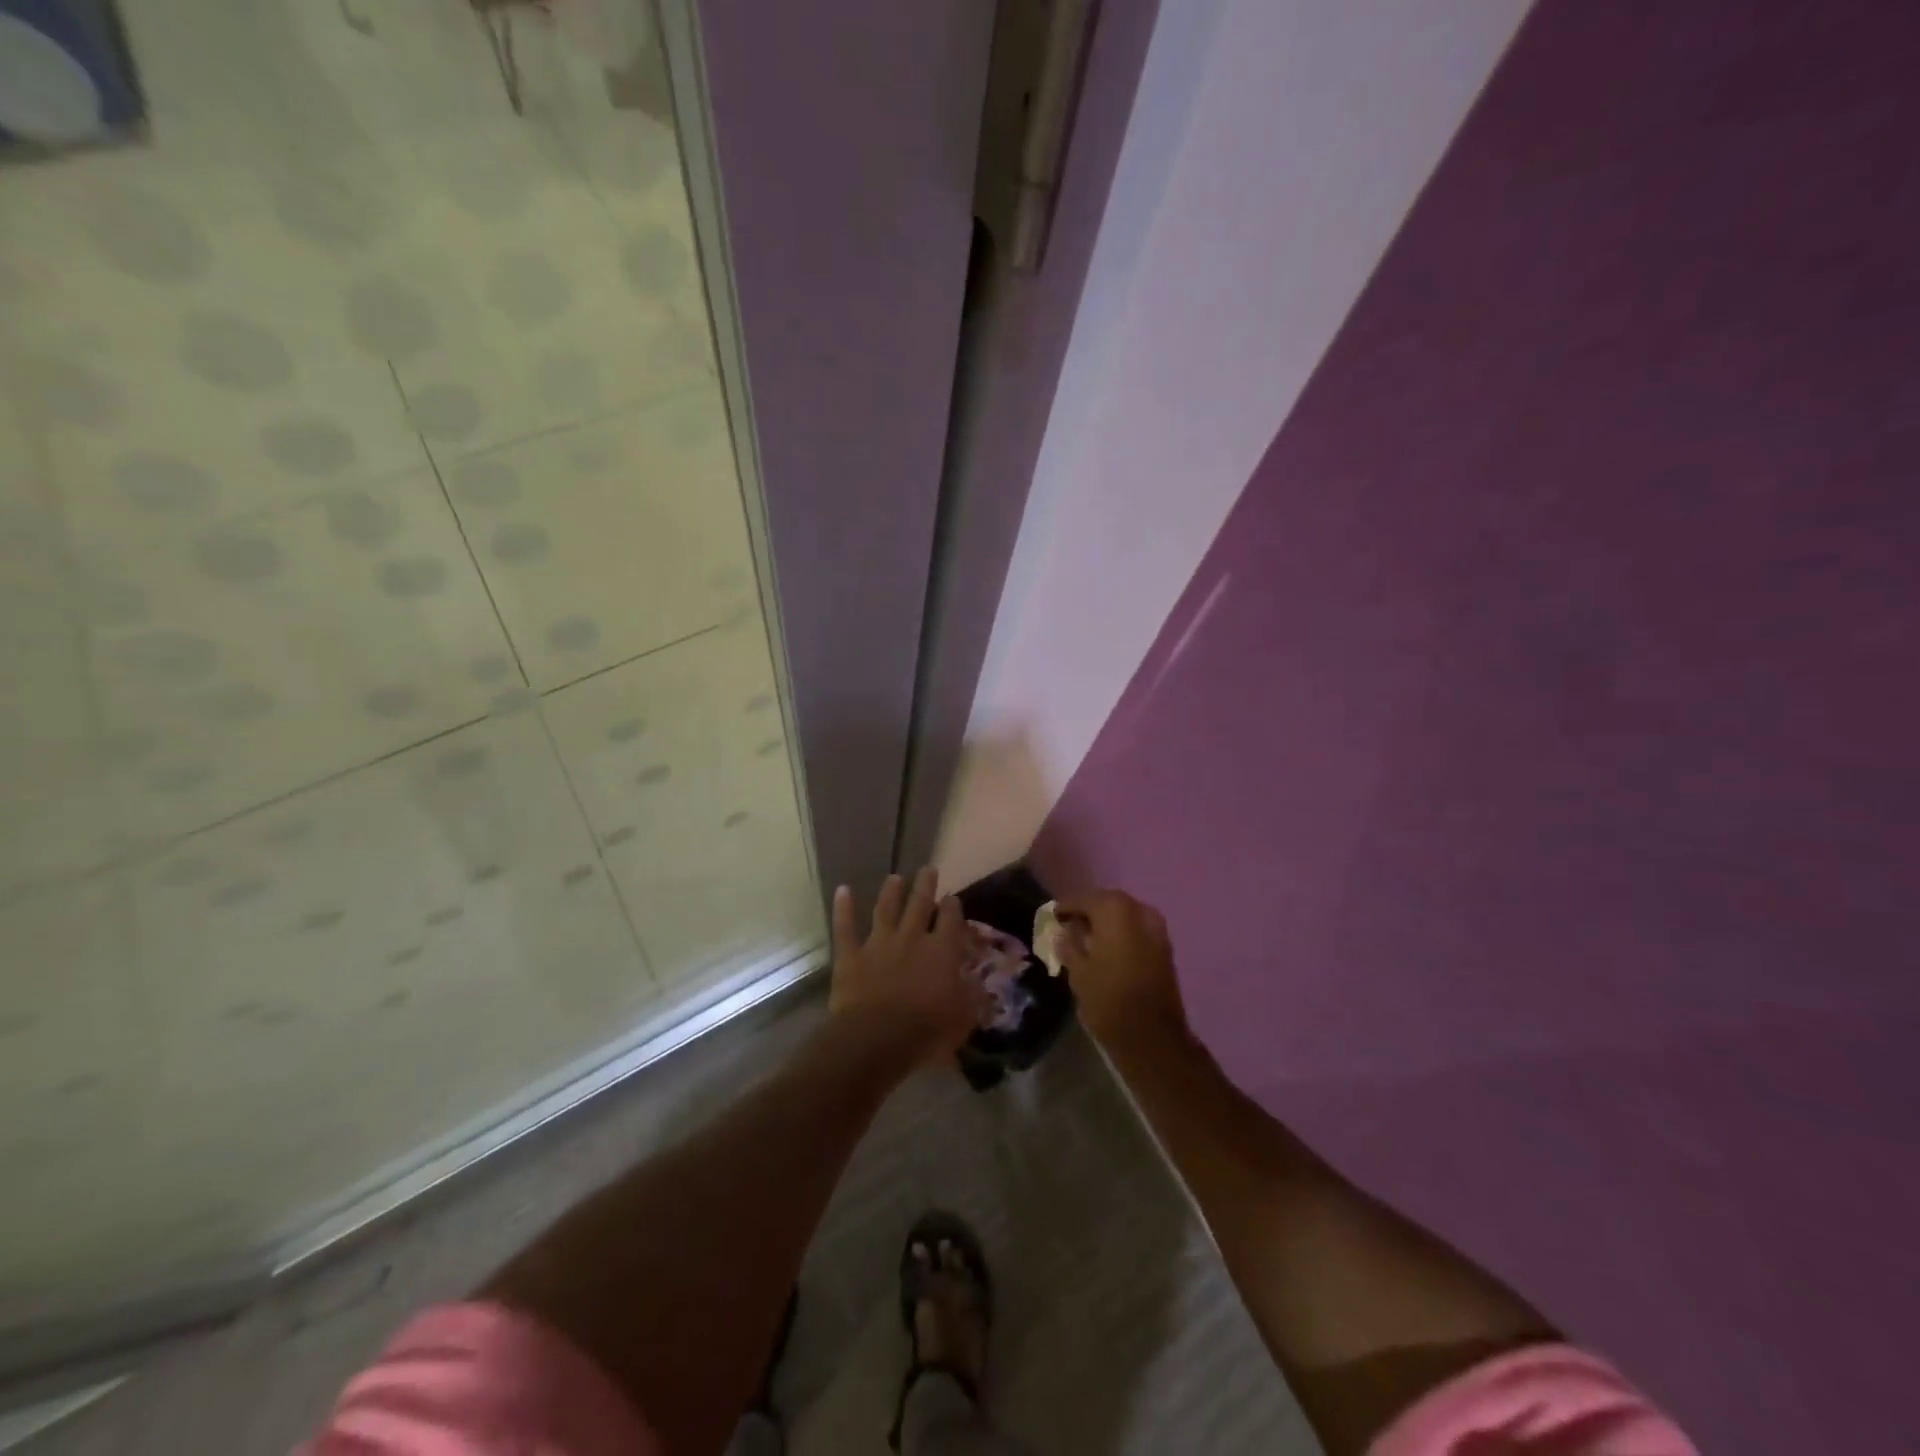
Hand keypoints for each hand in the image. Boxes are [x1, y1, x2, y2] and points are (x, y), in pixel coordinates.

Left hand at [830, 868, 986, 1065]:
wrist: (876, 1039)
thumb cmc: (926, 1032)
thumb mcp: (964, 1019)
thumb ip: (974, 997)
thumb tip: (982, 984)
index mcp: (942, 951)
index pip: (951, 920)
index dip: (953, 907)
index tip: (953, 898)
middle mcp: (912, 938)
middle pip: (920, 904)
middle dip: (925, 885)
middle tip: (928, 869)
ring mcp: (879, 944)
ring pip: (885, 909)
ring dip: (891, 892)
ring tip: (895, 877)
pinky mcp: (851, 956)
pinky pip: (845, 928)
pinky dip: (843, 909)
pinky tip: (842, 890)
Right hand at [1054, 889, 1188, 1049]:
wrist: (1152, 1037)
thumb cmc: (1107, 1000)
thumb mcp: (1077, 972)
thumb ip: (1069, 945)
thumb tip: (1064, 932)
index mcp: (1114, 911)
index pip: (1084, 899)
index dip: (1066, 906)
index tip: (1053, 914)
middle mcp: (1139, 911)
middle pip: (1108, 902)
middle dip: (1089, 911)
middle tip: (1069, 923)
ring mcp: (1157, 928)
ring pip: (1125, 915)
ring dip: (1107, 922)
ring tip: (1087, 937)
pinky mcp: (1165, 947)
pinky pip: (1138, 929)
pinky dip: (1122, 933)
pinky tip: (1107, 948)